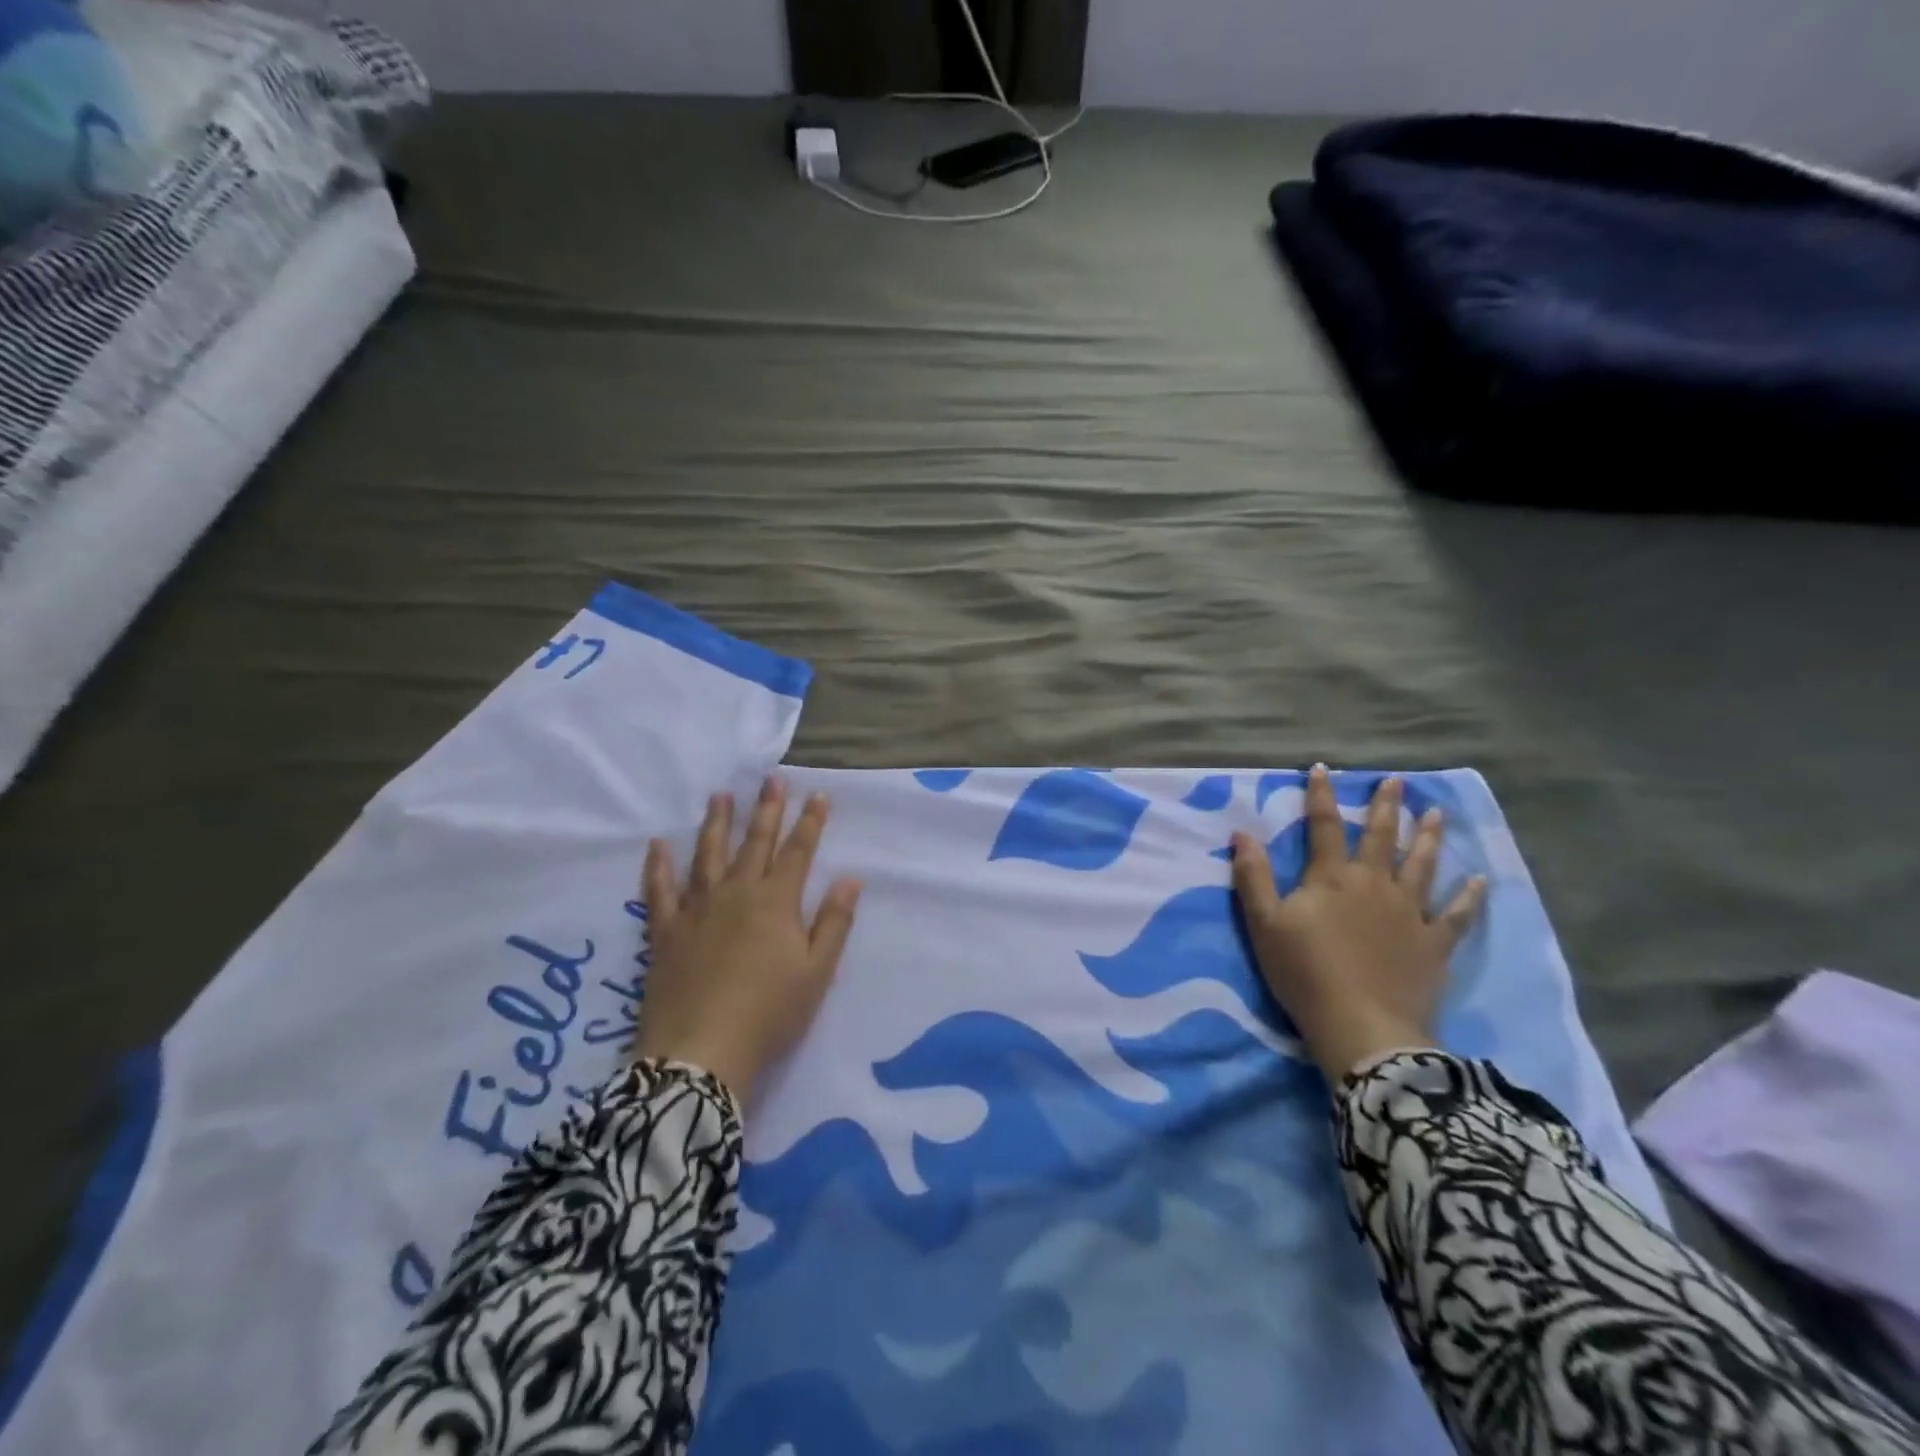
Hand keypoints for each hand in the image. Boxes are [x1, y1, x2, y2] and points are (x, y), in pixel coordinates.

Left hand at [637, 777, 862, 1102]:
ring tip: (721, 796)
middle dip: (767, 810)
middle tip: (771, 781)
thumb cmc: (770, 1013)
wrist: (701, 1052)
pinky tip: (658, 845)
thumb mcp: (817, 972)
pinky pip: (659, 890)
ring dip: (717, 823)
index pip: (798, 852)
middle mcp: (736, 894)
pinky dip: (658, 866)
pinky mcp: (664, 931)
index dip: (810, 822)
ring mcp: (696, 909)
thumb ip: (834, 922)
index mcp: (776, 902)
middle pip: (755, 844)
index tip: (818, 795)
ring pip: (708, 855)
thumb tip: (851, 878)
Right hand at [1231, 766, 1486, 1081]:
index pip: (1324, 825)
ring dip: (1428, 837)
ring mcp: (1409, 912)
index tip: (1324, 768)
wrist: (1361, 1026)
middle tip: (1396, 781)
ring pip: (1422, 865)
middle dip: (1386, 806)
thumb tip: (1242, 833)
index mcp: (1331, 878)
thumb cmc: (1304, 972)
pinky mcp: (1434, 943)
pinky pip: (1456, 914)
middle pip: (1380, 837)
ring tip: (1435, 813)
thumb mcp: (1264, 924)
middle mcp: (1374, 884)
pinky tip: (1480, 880)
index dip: (1321, 795)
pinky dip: (1469, 897)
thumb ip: (1253, 876)